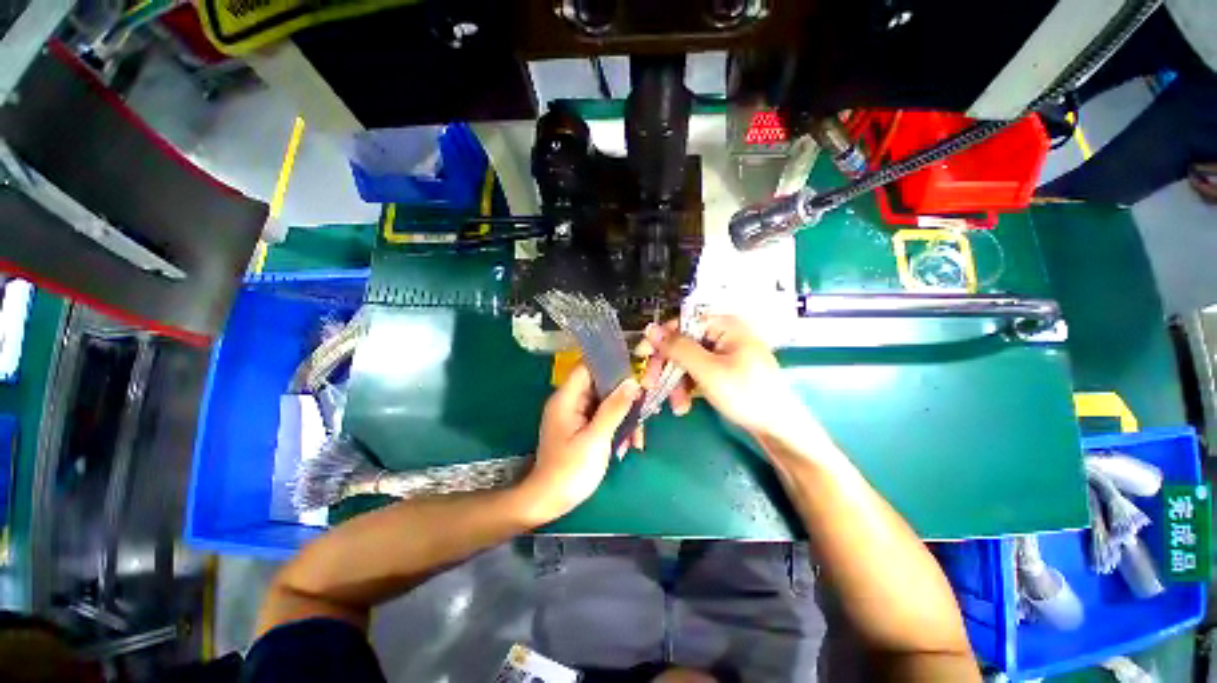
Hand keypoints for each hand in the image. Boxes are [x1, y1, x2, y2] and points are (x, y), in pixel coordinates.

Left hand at [521, 364, 640, 521]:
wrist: (549, 502)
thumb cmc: (570, 470)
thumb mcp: (596, 438)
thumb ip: (614, 408)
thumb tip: (632, 382)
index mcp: (567, 398)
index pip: (587, 367)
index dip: (610, 364)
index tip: (636, 368)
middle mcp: (570, 401)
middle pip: (600, 385)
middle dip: (623, 396)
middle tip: (645, 406)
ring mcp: (576, 415)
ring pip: (605, 403)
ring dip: (623, 416)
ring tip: (637, 438)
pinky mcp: (581, 428)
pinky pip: (602, 417)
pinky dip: (615, 427)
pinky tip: (627, 445)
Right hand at [643, 315, 810, 442]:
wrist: (780, 430)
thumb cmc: (746, 395)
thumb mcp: (707, 371)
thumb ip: (678, 348)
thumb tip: (651, 329)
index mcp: (725, 325)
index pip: (682, 323)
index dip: (660, 339)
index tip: (642, 357)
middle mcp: (724, 334)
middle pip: (683, 343)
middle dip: (667, 367)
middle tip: (652, 386)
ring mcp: (725, 353)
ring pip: (688, 361)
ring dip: (676, 382)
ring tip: (676, 406)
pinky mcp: (725, 370)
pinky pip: (698, 373)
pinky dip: (688, 388)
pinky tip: (684, 405)